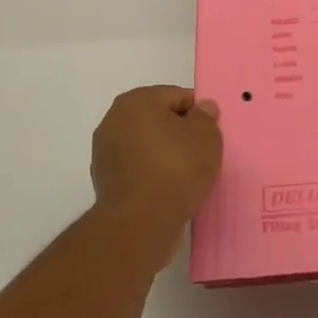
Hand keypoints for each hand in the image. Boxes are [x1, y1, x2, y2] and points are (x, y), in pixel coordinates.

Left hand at [89, 86, 223, 254]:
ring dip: (165, 154)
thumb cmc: (176, 169)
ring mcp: (105, 152)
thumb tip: (203, 108)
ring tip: (188, 174)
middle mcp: (114, 120)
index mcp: (136, 101)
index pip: (176, 96)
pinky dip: (153, 174)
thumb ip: (206, 117)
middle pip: (158, 119)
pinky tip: (170, 189)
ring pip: (147, 145)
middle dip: (180, 132)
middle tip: (203, 152)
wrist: (140, 222)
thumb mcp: (206, 137)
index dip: (199, 112)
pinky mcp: (105, 181)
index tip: (212, 132)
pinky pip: (138, 168)